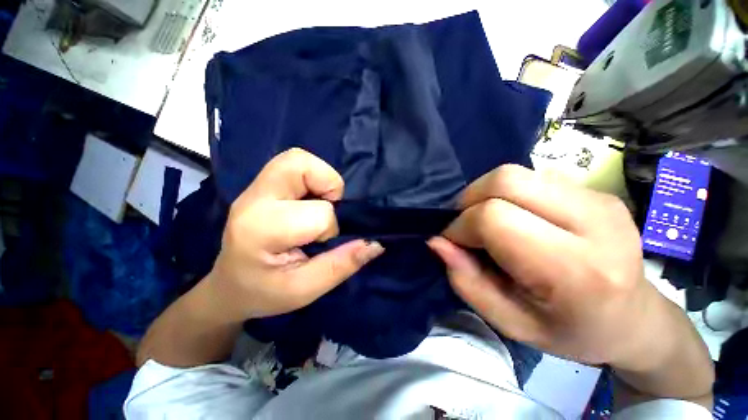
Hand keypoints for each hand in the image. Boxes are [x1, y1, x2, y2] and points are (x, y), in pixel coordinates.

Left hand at [207, 148, 383, 320]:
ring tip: (319, 204)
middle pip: (299, 164)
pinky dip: (312, 178)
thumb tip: (376, 244)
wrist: (230, 286)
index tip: (322, 244)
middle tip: (327, 210)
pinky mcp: (260, 186)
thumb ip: (343, 264)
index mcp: (261, 230)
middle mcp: (254, 200)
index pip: (318, 214)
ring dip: (320, 178)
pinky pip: (293, 165)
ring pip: (297, 159)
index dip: (331, 229)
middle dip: (328, 185)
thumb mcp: (306, 289)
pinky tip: (309, 201)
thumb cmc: (265, 293)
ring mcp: (254, 189)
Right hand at [427, 165, 656, 366]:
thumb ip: (466, 280)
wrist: (635, 318)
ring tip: (488, 221)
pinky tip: (516, 216)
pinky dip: (507, 193)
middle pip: (505, 180)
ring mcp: (599, 198)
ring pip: (515, 173)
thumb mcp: (509, 321)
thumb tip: (437, 242)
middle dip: (470, 199)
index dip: (461, 226)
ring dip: (486, 194)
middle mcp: (594, 222)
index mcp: (576, 270)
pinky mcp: (596, 189)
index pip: (495, 218)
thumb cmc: (570, 330)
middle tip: (465, 225)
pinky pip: (532, 176)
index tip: (454, 242)